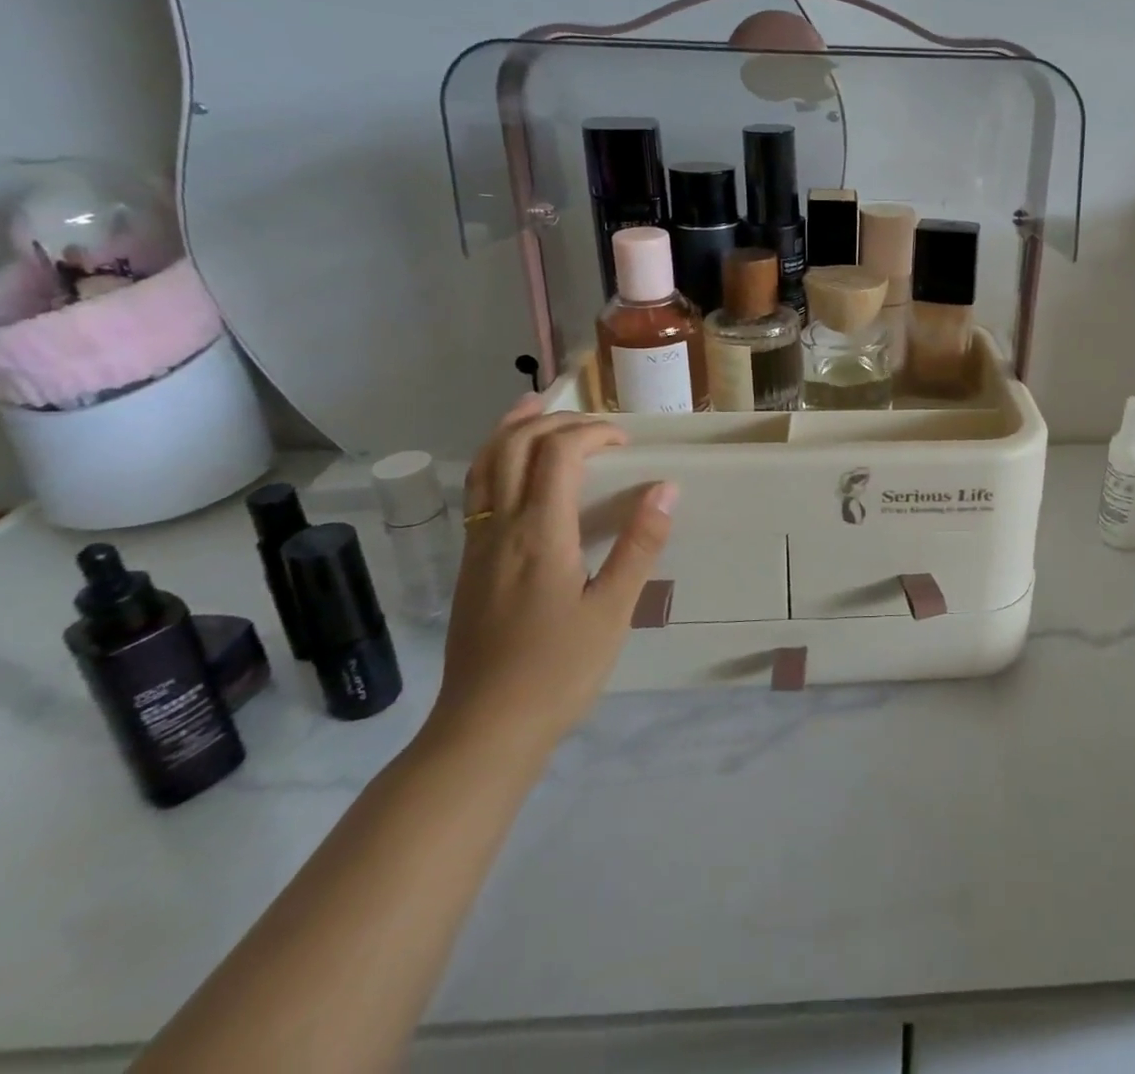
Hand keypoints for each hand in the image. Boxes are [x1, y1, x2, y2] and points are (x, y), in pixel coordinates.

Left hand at [427, 397, 677, 756]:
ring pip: (484, 465)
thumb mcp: (613, 611)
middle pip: (515, 447)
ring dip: (510, 429)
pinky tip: (513, 469)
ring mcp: (477, 545)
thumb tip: (666, 488)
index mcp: (539, 534)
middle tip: (594, 424)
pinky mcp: (468, 565)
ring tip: (533, 406)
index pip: (558, 453)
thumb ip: (639, 545)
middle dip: (555, 421)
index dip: (592, 433)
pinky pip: (478, 492)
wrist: (485, 728)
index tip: (625, 443)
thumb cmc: (558, 671)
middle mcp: (501, 528)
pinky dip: (495, 460)